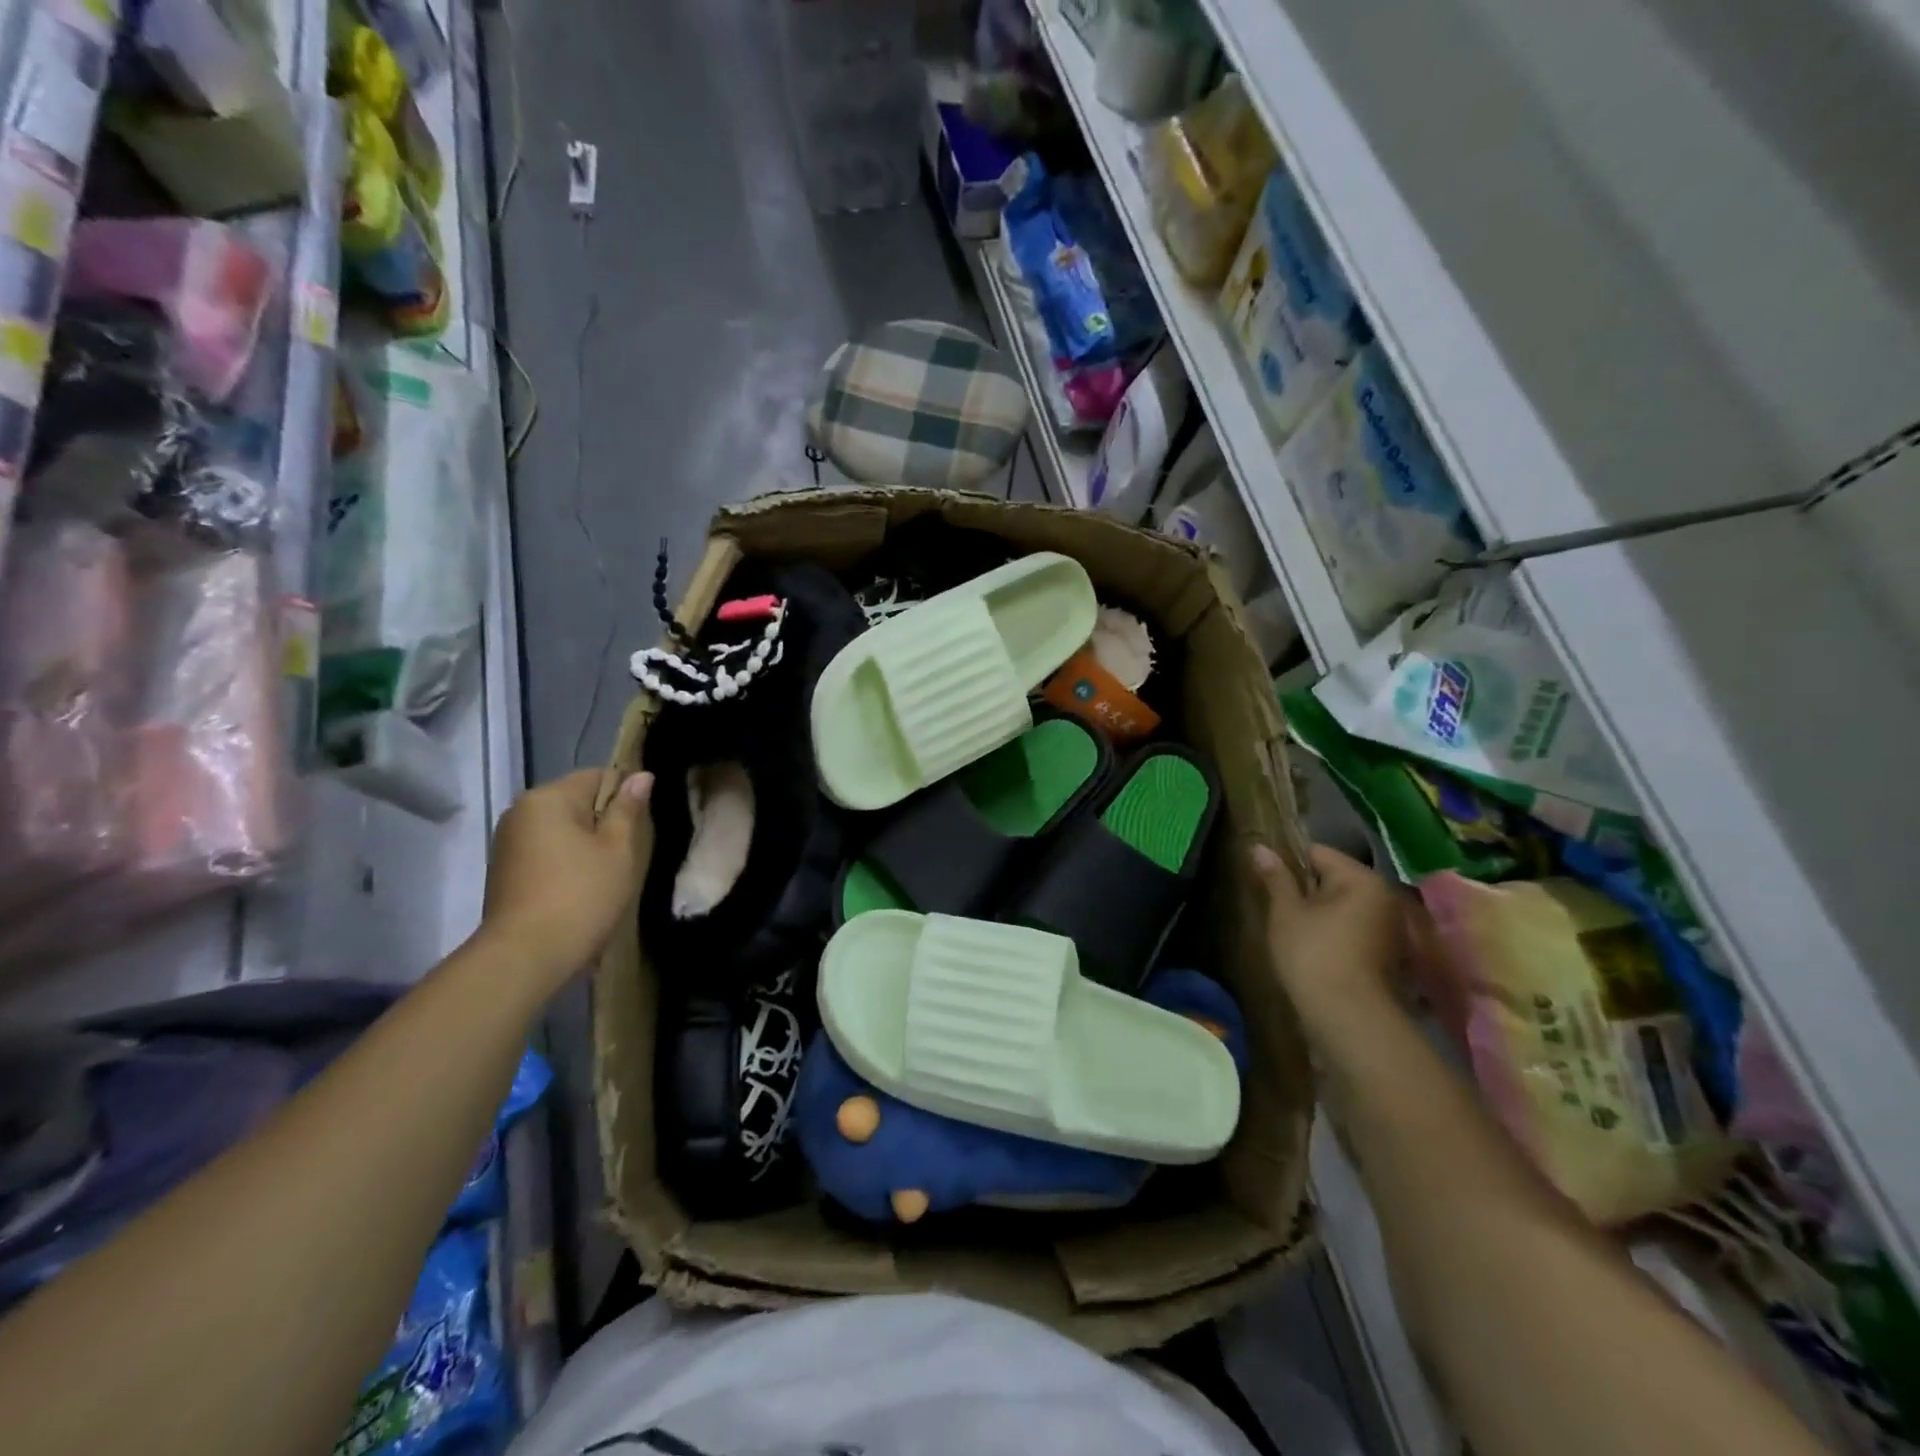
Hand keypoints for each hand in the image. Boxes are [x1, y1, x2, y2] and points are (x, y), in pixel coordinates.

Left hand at [481, 769, 652, 989]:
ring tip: (605, 874)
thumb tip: (641, 776)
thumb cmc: (581, 896)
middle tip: (626, 854)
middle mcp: (522, 811)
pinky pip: (547, 849)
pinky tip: (580, 887)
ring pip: (563, 827)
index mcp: (549, 798)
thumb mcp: (618, 849)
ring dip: (587, 842)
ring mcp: (509, 841)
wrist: (525, 956)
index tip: (641, 826)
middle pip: (578, 800)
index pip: (599, 775)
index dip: (627, 794)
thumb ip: (628, 809)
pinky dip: (567, 860)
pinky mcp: (506, 869)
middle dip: (605, 820)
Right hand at [1251, 842, 1403, 1030]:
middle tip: (1275, 907)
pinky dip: (1333, 933)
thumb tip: (1258, 847)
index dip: (1287, 862)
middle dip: (1304, 889)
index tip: (1265, 880)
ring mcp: (1389, 927)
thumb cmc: (1313, 954)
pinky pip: (1352, 928)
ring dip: (1318, 913)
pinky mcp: (1386, 953)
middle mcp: (1383, 896)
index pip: (1317, 852)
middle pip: (1333, 878)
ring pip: (1342, 906)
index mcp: (1361, 878)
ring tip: (1290, 929)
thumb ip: (1275, 877)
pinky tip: (1312, 949)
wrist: (1349, 1018)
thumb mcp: (1286, 912)